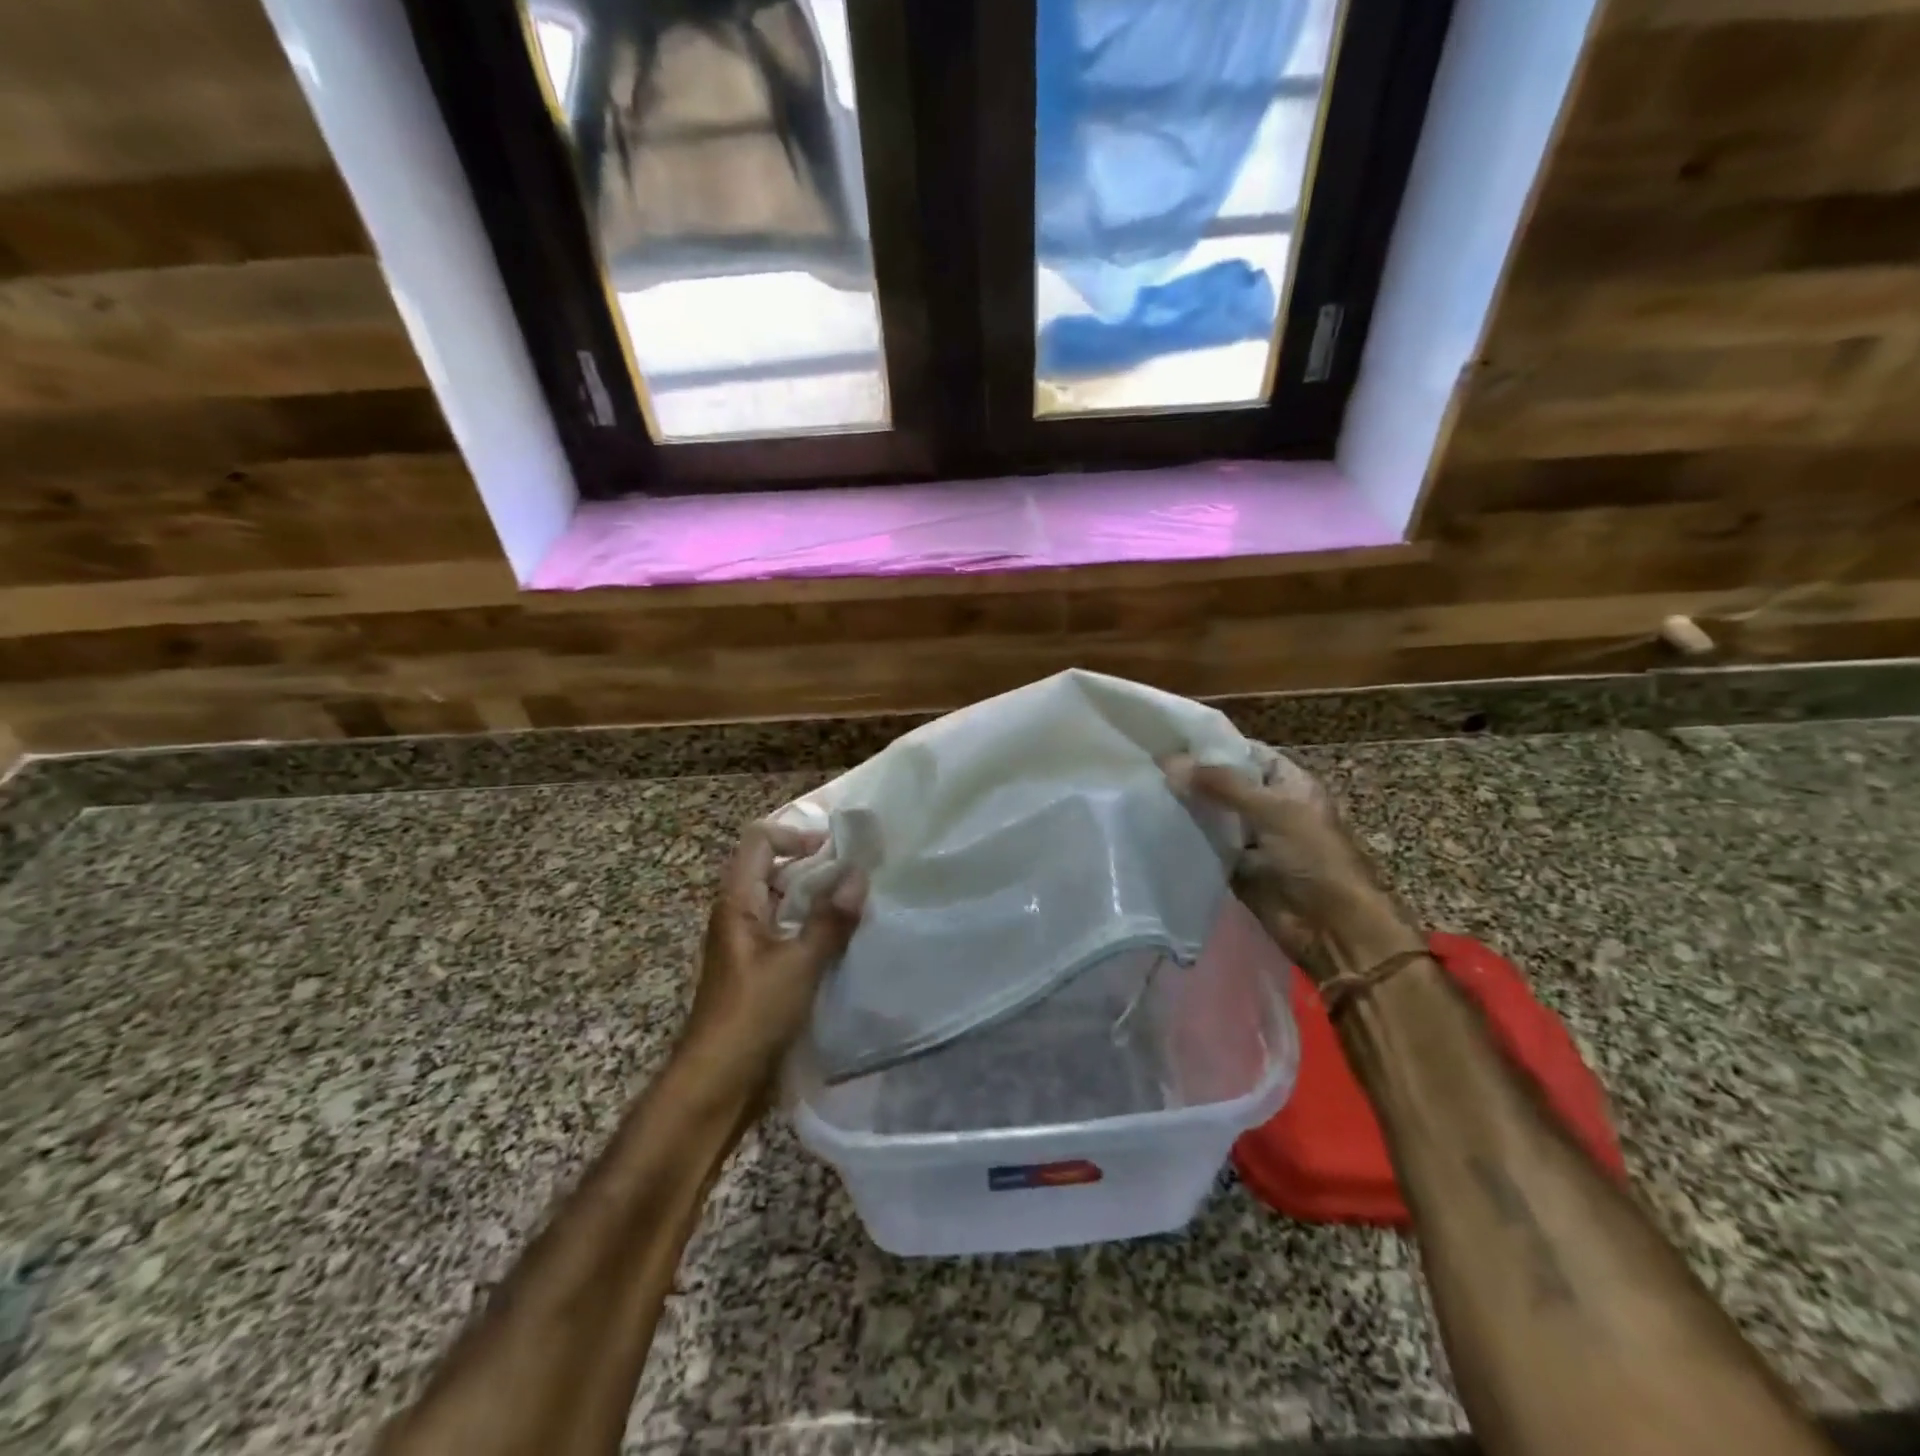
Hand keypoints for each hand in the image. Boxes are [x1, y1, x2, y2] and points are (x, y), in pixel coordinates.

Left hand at [682, 820, 866, 1086]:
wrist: (716, 1085)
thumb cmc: (751, 1016)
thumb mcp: (798, 965)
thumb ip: (829, 920)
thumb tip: (858, 875)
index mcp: (737, 902)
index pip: (759, 841)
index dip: (795, 835)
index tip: (835, 850)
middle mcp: (739, 915)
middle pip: (773, 868)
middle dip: (813, 865)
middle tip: (856, 875)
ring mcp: (749, 944)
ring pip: (783, 902)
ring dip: (816, 898)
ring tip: (857, 904)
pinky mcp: (760, 970)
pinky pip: (788, 931)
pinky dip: (813, 926)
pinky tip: (843, 941)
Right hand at [1166, 751, 1423, 983]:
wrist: (1330, 928)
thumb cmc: (1313, 859)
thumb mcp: (1272, 811)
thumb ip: (1221, 785)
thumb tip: (1169, 762)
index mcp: (1287, 783)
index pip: (1244, 753)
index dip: (1210, 746)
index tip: (1167, 739)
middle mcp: (1267, 805)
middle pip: (1222, 783)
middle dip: (1190, 776)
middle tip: (1143, 765)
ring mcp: (1249, 836)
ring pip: (1210, 814)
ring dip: (1184, 807)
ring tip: (1140, 790)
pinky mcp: (1234, 865)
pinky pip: (1205, 844)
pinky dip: (1184, 837)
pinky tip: (1152, 824)